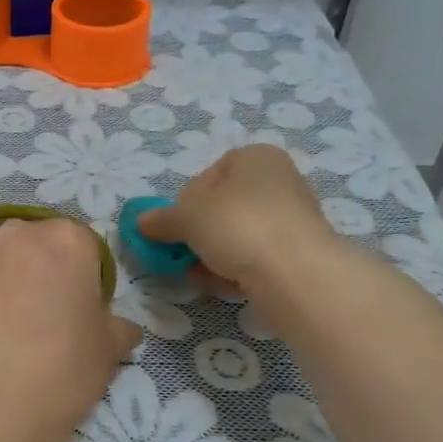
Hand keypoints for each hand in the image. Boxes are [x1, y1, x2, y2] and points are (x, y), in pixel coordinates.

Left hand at [0, 218, 141, 441]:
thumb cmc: (61, 370)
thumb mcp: (107, 351)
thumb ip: (116, 327)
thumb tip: (121, 326)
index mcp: (68, 240)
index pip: (81, 247)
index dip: (78, 278)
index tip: (72, 309)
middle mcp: (19, 230)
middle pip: (32, 244)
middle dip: (34, 270)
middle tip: (32, 317)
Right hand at [134, 145, 336, 294]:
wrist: (297, 273)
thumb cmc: (237, 225)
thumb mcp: (185, 217)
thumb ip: (161, 219)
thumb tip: (140, 223)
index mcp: (254, 157)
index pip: (206, 177)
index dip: (185, 204)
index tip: (178, 228)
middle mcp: (278, 179)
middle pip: (222, 208)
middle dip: (200, 234)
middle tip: (186, 255)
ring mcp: (293, 217)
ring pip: (238, 235)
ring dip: (215, 255)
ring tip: (204, 274)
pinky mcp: (301, 251)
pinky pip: (258, 257)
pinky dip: (239, 269)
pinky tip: (228, 284)